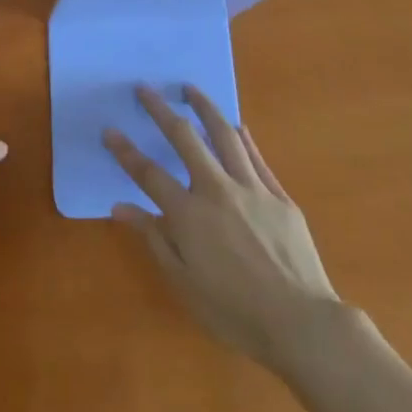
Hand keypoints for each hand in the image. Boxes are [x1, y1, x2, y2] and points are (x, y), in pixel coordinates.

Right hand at [105, 85, 340, 370]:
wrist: (302, 322)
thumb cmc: (235, 312)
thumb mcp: (184, 283)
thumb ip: (154, 239)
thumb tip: (120, 208)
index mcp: (189, 214)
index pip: (149, 174)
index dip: (126, 151)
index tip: (110, 130)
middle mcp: (217, 190)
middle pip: (185, 139)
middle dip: (161, 110)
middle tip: (146, 89)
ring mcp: (252, 189)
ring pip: (225, 136)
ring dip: (205, 108)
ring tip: (190, 88)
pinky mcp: (280, 196)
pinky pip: (257, 158)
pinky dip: (244, 138)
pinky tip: (237, 125)